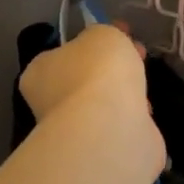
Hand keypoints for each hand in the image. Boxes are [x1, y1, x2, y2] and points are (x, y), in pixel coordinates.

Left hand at [18, 22, 153, 136]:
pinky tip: (143, 113)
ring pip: (103, 103)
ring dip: (125, 93)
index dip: (94, 40)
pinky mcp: (99, 150)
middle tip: (139, 53)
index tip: (122, 33)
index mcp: (39, 73)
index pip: (63, 52)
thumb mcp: (102, 34)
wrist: (111, 129)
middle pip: (86, 77)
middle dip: (114, 66)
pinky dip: (132, 118)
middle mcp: (49, 103)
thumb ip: (102, 36)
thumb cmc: (98, 72)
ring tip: (144, 88)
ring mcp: (74, 131)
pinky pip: (119, 125)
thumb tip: (105, 46)